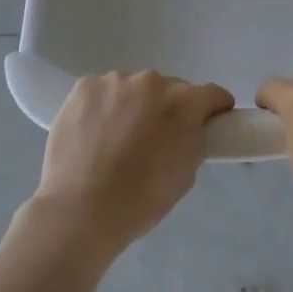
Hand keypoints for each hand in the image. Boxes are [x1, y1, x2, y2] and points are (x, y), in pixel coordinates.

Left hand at [33, 71, 232, 253]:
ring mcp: (115, 81)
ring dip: (133, 106)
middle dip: (167, 109)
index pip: (212, 95)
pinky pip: (103, 92)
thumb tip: (191, 127)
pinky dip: (103, 107)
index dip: (213, 110)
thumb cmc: (139, 200)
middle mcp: (152, 81)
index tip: (207, 124)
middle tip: (153, 140)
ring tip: (115, 140)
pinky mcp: (84, 86)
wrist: (79, 210)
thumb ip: (194, 140)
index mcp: (183, 102)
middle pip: (169, 89)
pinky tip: (93, 134)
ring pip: (134, 89)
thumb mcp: (185, 174)